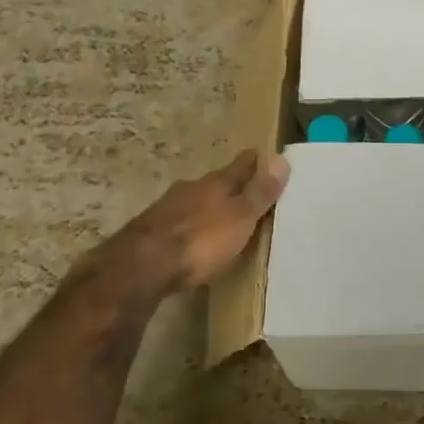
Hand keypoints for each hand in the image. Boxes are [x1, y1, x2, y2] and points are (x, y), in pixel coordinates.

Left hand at [105, 149, 289, 295]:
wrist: (141, 265)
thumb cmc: (201, 240)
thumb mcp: (240, 218)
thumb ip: (260, 192)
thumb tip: (282, 158)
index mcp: (217, 182)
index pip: (243, 163)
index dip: (257, 161)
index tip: (269, 159)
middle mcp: (192, 187)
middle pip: (218, 182)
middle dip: (232, 186)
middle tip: (249, 195)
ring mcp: (168, 207)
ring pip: (196, 201)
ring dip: (209, 208)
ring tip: (223, 221)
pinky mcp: (151, 230)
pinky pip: (179, 222)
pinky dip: (191, 227)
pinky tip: (194, 241)